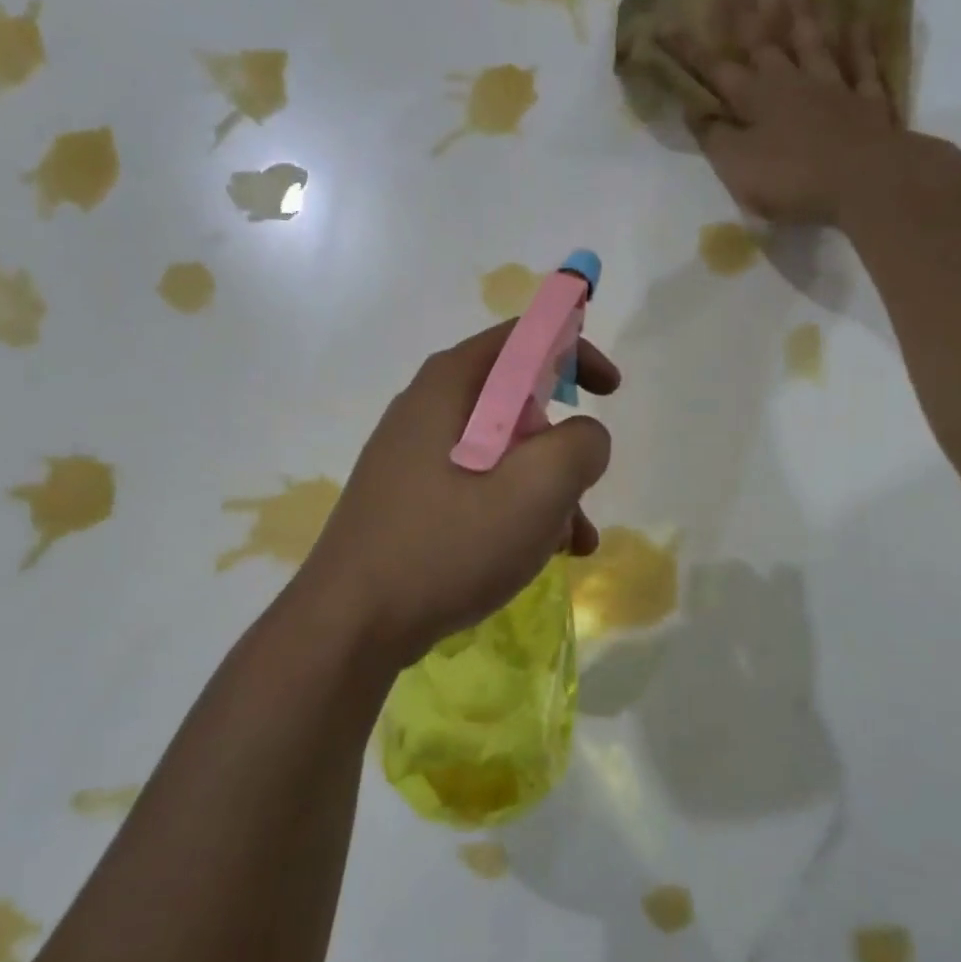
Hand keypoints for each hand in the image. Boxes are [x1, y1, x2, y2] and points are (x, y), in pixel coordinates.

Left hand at [297, 321, 618, 670]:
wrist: (350, 624)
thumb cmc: (447, 545)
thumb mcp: (535, 490)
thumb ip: (580, 446)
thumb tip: (584, 437)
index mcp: (449, 386)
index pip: (521, 338)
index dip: (574, 351)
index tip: (610, 391)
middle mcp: (425, 410)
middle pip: (513, 401)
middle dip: (561, 443)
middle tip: (584, 485)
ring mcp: (411, 458)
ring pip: (499, 453)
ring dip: (544, 488)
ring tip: (572, 541)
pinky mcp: (407, 500)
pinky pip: (475, 487)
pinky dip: (512, 510)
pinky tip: (534, 556)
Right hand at [665, 0, 923, 227]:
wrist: (864, 181)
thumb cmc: (791, 179)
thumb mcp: (737, 167)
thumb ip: (715, 138)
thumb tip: (695, 112)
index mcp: (755, 101)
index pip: (714, 71)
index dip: (688, 51)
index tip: (665, 26)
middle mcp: (791, 84)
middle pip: (765, 44)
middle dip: (745, 16)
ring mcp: (832, 88)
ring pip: (813, 45)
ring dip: (802, 17)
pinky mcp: (866, 102)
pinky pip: (862, 65)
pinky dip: (860, 44)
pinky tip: (859, 23)